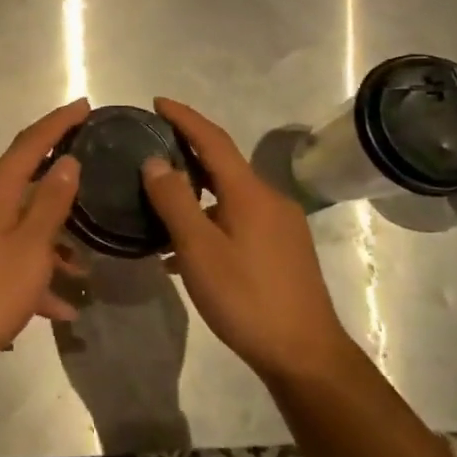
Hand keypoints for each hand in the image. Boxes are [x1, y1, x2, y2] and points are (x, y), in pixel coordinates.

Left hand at [0, 99, 88, 366]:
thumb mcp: (32, 247)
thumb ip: (51, 201)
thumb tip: (66, 161)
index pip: (30, 143)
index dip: (58, 123)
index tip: (84, 106)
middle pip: (20, 179)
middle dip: (57, 182)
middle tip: (89, 175)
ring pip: (14, 222)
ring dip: (48, 241)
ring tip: (82, 268)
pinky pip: (2, 252)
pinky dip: (29, 269)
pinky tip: (58, 307)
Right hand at [140, 97, 351, 383]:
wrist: (304, 353)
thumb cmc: (246, 298)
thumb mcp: (199, 250)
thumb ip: (174, 202)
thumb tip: (155, 161)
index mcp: (250, 192)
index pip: (213, 140)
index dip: (185, 117)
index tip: (157, 102)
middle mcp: (270, 199)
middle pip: (223, 164)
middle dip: (188, 152)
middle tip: (151, 149)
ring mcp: (280, 225)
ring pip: (229, 195)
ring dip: (196, 192)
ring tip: (159, 202)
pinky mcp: (282, 249)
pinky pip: (238, 218)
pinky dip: (210, 219)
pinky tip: (186, 247)